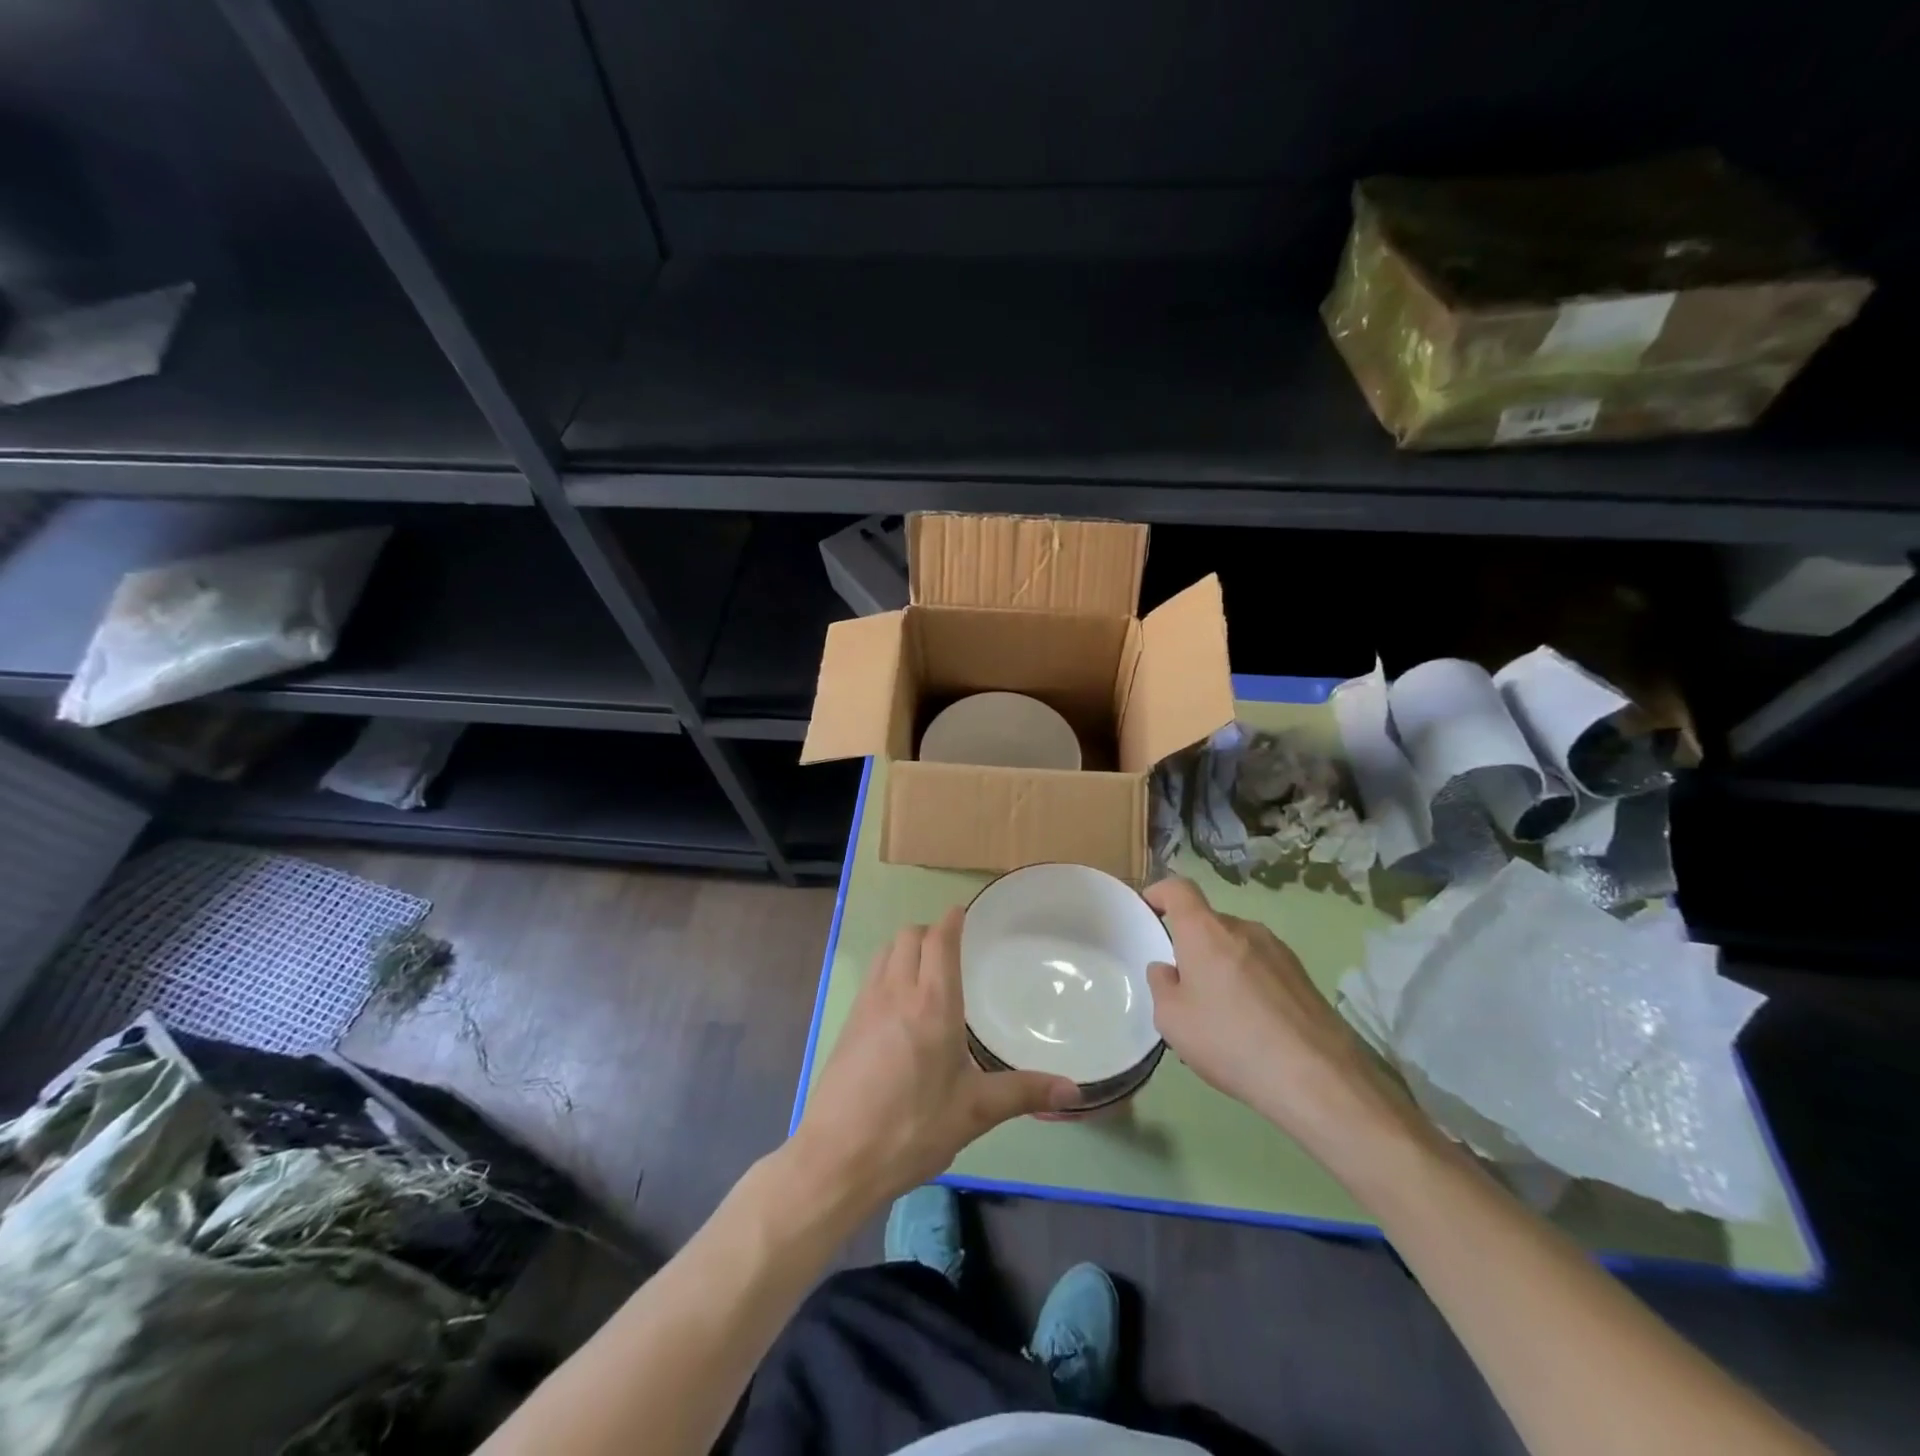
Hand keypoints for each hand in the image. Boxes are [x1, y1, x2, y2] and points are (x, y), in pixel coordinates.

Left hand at [793, 909, 1079, 1207]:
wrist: (837, 1157)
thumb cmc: (912, 1128)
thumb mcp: (974, 1112)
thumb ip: (1024, 1093)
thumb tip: (1075, 1089)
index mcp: (932, 1003)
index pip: (939, 939)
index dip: (952, 919)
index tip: (964, 913)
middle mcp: (896, 992)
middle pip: (908, 935)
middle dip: (930, 931)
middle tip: (952, 949)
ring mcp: (866, 1005)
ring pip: (885, 951)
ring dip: (906, 948)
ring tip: (927, 972)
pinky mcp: (848, 1023)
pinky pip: (872, 976)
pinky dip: (888, 970)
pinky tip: (901, 1006)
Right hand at [1143, 877, 1416, 1163]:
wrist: (1316, 1077)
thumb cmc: (1230, 1040)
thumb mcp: (1171, 1020)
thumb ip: (1161, 985)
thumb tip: (1168, 970)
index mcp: (1205, 931)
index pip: (1178, 888)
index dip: (1159, 892)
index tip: (1147, 911)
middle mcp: (1243, 928)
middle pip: (1207, 923)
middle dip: (1191, 945)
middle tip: (1182, 987)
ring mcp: (1278, 950)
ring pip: (1236, 947)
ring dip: (1221, 967)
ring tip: (1219, 1014)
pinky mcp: (1302, 976)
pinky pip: (1261, 968)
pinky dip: (1248, 984)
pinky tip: (1251, 1027)